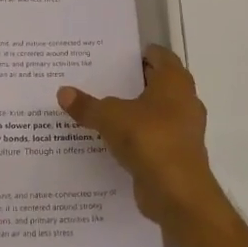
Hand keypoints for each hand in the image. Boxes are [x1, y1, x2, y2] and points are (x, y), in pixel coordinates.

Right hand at [59, 45, 222, 228]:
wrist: (178, 193)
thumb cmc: (150, 139)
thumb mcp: (110, 118)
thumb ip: (87, 105)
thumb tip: (63, 92)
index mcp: (175, 82)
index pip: (160, 55)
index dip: (139, 53)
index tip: (114, 55)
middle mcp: (184, 101)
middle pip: (157, 83)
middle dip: (132, 82)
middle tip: (100, 79)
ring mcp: (183, 130)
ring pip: (155, 112)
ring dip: (134, 111)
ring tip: (101, 109)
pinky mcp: (176, 155)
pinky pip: (153, 137)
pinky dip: (137, 136)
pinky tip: (111, 140)